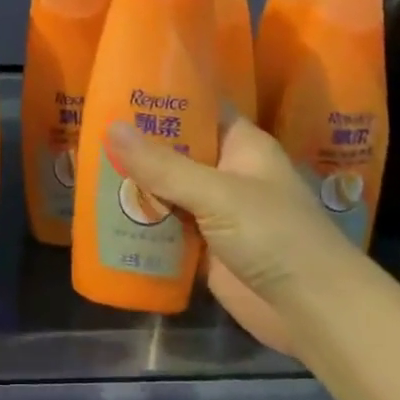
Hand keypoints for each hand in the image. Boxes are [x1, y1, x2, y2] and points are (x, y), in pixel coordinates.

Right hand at [105, 114, 358, 353]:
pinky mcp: (205, 248)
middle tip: (89, 128)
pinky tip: (104, 213)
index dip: (164, 99)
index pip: (200, 108)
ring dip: (135, 185)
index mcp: (241, 145)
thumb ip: (163, 165)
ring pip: (167, 189)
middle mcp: (228, 173)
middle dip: (138, 145)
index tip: (119, 88)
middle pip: (177, 151)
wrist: (313, 311)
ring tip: (86, 167)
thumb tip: (111, 128)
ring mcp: (216, 212)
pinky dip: (142, 222)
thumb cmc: (274, 235)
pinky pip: (167, 227)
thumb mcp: (216, 193)